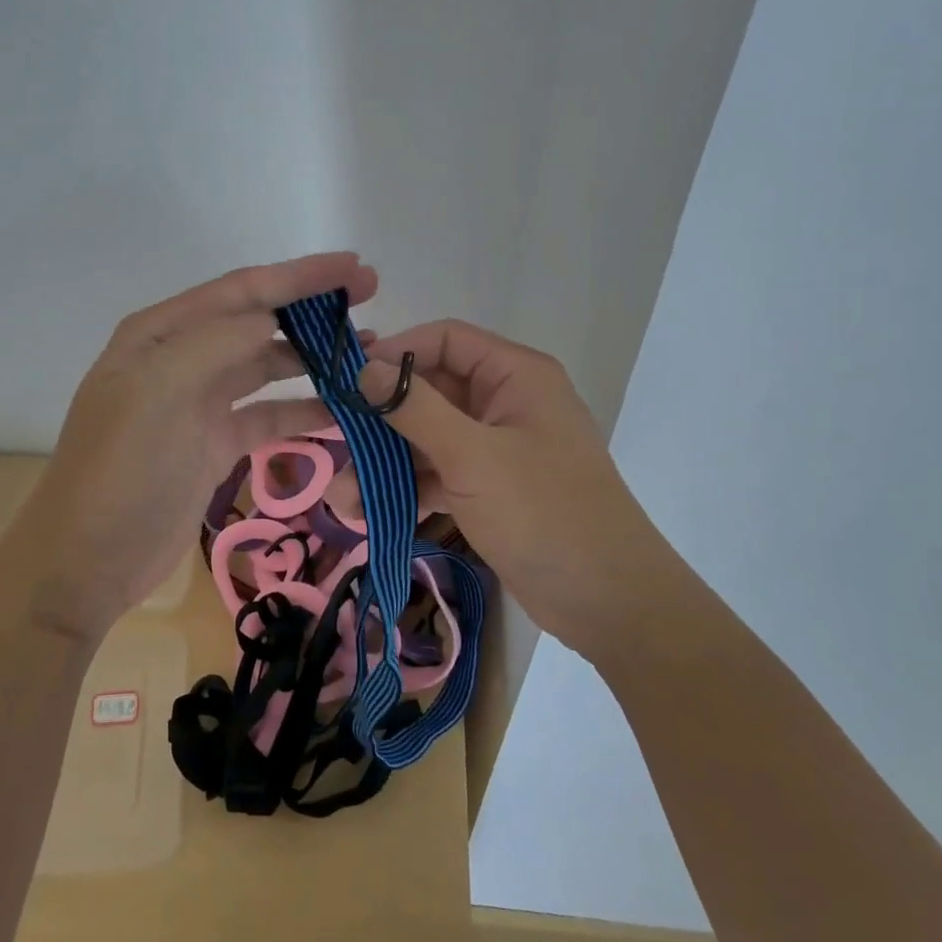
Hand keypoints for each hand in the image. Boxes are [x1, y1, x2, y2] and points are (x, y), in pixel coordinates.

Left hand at [2, 253, 376, 643]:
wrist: (89, 560)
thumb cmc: (120, 468)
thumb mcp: (160, 391)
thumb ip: (217, 342)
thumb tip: (271, 316)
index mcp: (160, 334)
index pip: (241, 290)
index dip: (299, 275)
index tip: (355, 267)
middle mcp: (180, 359)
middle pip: (257, 320)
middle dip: (312, 307)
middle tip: (370, 298)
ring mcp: (198, 403)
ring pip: (266, 366)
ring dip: (313, 357)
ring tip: (366, 352)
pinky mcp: (214, 444)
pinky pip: (268, 416)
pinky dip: (303, 412)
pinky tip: (342, 410)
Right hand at [353, 319, 663, 654]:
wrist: (608, 602)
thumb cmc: (543, 512)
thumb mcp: (472, 456)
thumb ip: (415, 407)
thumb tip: (365, 368)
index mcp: (514, 376)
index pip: (444, 340)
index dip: (395, 352)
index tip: (347, 380)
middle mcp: (505, 402)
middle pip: (430, 391)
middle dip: (381, 421)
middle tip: (333, 442)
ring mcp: (497, 448)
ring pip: (428, 438)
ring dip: (387, 463)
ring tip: (344, 499)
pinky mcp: (490, 488)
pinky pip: (439, 473)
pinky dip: (409, 489)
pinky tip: (372, 514)